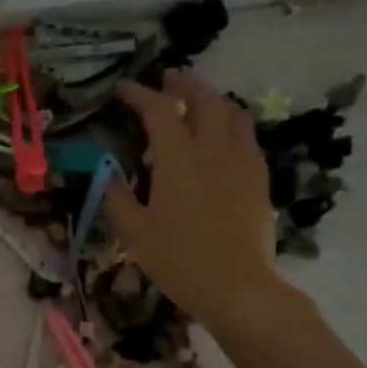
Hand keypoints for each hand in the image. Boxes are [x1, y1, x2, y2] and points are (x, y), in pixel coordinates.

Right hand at [106, 71, 288, 321]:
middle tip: (168, 80)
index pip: (159, 112)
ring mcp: (242, 163)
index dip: (140, 95)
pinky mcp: (258, 179)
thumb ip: (118, 199)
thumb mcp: (135, 234)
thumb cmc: (179, 261)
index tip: (123, 89)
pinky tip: (222, 139)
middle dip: (184, 85)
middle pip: (204, 101)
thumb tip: (107, 177)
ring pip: (233, 114)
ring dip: (212, 100)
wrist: (238, 287)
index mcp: (178, 160)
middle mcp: (213, 151)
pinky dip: (231, 124)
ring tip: (198, 103)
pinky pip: (246, 137)